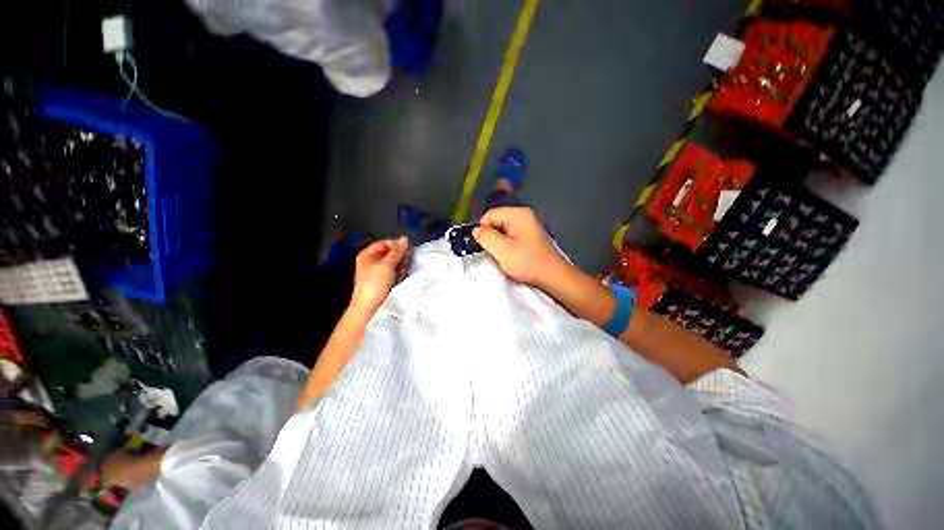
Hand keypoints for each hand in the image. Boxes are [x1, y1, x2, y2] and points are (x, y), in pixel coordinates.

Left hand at [351, 236, 409, 313]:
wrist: (370, 308)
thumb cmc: (376, 283)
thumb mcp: (387, 264)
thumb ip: (397, 251)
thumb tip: (405, 238)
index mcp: (368, 255)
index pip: (385, 243)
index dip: (396, 245)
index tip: (408, 250)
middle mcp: (372, 262)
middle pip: (390, 253)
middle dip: (399, 256)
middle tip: (405, 262)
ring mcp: (378, 272)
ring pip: (394, 263)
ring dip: (400, 265)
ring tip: (402, 272)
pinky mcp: (384, 281)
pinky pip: (395, 272)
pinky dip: (399, 273)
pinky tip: (401, 277)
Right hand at [473, 207, 566, 286]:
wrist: (552, 276)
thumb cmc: (528, 262)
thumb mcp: (502, 250)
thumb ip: (486, 237)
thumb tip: (476, 230)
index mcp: (518, 214)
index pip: (489, 215)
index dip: (483, 230)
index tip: (484, 246)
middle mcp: (523, 215)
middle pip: (496, 221)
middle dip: (491, 237)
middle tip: (495, 252)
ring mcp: (527, 225)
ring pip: (502, 230)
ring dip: (499, 243)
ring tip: (504, 256)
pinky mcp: (529, 235)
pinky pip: (510, 236)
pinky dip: (507, 245)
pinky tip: (511, 256)